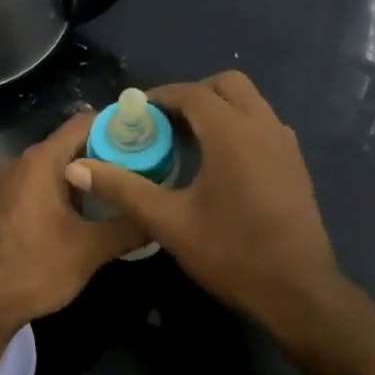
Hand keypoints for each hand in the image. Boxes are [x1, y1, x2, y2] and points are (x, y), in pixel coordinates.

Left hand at [0, 110, 146, 340]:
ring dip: (92, 174)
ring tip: (128, 189)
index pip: (86, 122)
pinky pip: (46, 182)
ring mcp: (12, 182)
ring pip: (61, 164)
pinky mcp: (8, 202)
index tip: (150, 139)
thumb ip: (129, 227)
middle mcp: (24, 162)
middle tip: (147, 168)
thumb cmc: (34, 270)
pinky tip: (95, 210)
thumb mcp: (90, 250)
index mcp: (41, 161)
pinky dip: (72, 188)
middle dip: (111, 152)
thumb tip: (161, 216)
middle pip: (74, 142)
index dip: (119, 125)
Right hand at [65, 71, 344, 344]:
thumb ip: (122, 188)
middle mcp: (263, 126)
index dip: (160, 97)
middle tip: (165, 123)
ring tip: (189, 141)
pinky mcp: (295, 162)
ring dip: (219, 108)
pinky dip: (239, 126)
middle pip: (227, 85)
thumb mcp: (168, 222)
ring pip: (250, 102)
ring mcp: (285, 143)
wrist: (297, 290)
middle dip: (193, 95)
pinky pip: (263, 124)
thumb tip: (76, 167)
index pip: (192, 93)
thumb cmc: (231, 252)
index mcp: (232, 133)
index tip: (136, 113)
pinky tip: (221, 163)